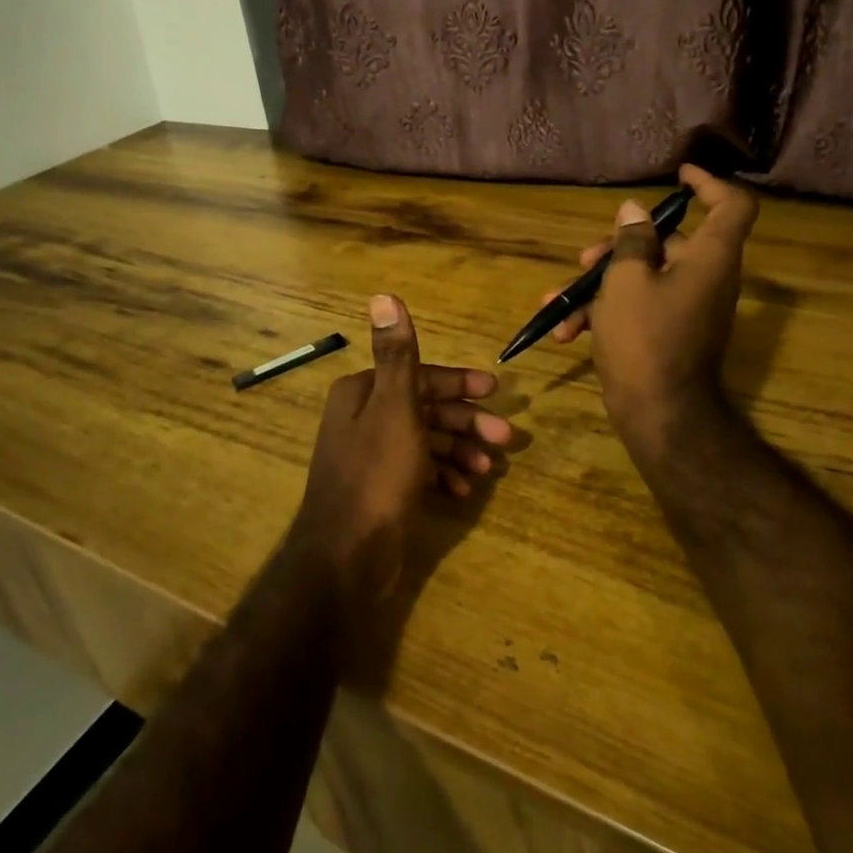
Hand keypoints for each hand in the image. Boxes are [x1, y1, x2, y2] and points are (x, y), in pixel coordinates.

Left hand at [290, 294, 510, 606]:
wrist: (346, 557)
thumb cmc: (377, 474)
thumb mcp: (395, 409)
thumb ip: (398, 355)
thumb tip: (383, 295)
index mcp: (363, 392)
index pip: (420, 376)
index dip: (459, 384)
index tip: (496, 394)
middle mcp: (364, 418)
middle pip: (426, 409)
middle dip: (466, 423)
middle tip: (505, 440)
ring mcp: (372, 455)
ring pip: (426, 441)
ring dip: (460, 450)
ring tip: (488, 470)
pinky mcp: (381, 488)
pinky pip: (419, 470)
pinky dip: (443, 475)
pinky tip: (463, 491)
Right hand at [541, 164, 759, 465]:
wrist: (657, 413)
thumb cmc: (644, 336)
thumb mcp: (627, 280)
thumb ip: (632, 240)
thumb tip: (634, 211)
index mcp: (710, 258)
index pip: (732, 206)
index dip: (709, 184)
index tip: (677, 175)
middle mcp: (705, 278)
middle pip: (668, 243)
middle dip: (618, 247)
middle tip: (583, 260)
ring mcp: (686, 308)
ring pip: (643, 277)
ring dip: (599, 285)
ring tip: (557, 301)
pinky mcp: (667, 333)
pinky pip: (638, 308)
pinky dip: (605, 314)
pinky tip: (565, 332)